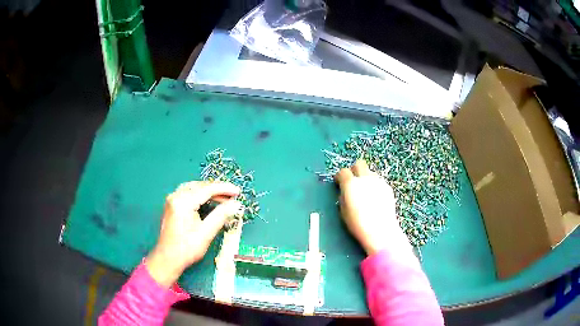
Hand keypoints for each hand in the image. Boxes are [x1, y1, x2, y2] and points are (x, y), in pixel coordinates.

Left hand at [146, 181, 242, 287]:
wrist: (167, 259)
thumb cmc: (186, 249)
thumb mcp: (206, 233)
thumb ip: (221, 215)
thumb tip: (236, 204)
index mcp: (183, 202)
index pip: (207, 189)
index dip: (224, 189)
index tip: (238, 191)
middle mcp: (176, 196)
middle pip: (200, 186)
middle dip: (217, 189)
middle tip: (233, 195)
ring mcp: (172, 199)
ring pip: (194, 188)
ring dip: (209, 191)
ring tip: (224, 198)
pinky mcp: (172, 205)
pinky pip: (189, 193)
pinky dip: (201, 195)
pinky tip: (209, 201)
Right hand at [335, 160, 410, 255]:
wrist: (380, 230)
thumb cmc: (358, 224)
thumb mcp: (343, 211)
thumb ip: (343, 196)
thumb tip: (345, 191)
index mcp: (351, 184)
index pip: (343, 171)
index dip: (339, 177)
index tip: (338, 183)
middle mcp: (365, 178)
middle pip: (359, 164)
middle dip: (354, 170)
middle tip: (352, 182)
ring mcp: (378, 181)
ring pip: (370, 172)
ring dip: (365, 178)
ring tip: (365, 193)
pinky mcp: (387, 187)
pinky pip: (378, 181)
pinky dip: (374, 186)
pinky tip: (375, 199)